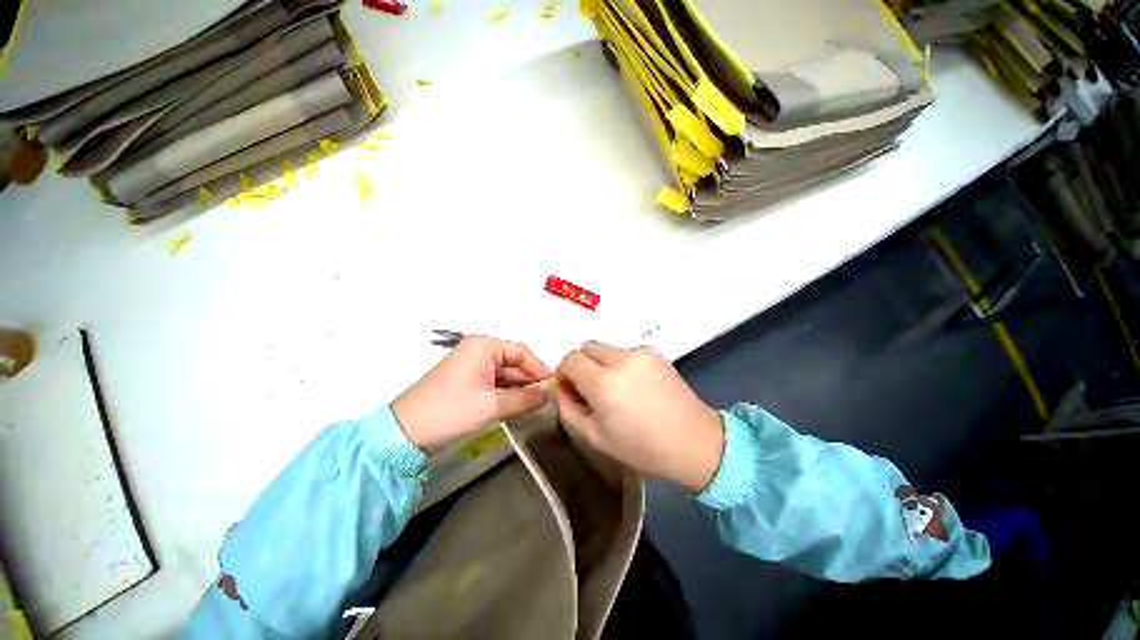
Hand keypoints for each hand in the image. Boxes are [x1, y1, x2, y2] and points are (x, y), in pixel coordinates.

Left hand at [392, 336, 552, 452]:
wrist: (404, 434)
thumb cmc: (451, 411)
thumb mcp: (492, 405)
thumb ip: (525, 399)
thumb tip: (550, 395)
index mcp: (483, 347)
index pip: (521, 352)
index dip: (539, 368)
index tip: (554, 387)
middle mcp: (478, 352)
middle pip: (514, 364)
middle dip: (530, 382)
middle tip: (548, 401)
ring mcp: (472, 368)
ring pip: (505, 376)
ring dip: (520, 391)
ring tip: (537, 407)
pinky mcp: (467, 384)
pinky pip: (494, 385)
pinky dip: (507, 396)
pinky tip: (519, 409)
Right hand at [554, 341, 724, 491]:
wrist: (694, 441)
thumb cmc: (642, 447)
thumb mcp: (596, 437)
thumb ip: (569, 409)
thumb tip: (557, 388)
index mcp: (602, 383)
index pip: (570, 359)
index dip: (564, 372)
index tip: (570, 388)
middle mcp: (620, 359)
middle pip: (586, 347)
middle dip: (582, 364)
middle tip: (591, 388)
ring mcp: (640, 352)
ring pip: (606, 348)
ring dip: (602, 363)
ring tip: (617, 388)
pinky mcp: (654, 351)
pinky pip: (626, 351)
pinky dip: (622, 363)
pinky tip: (636, 384)